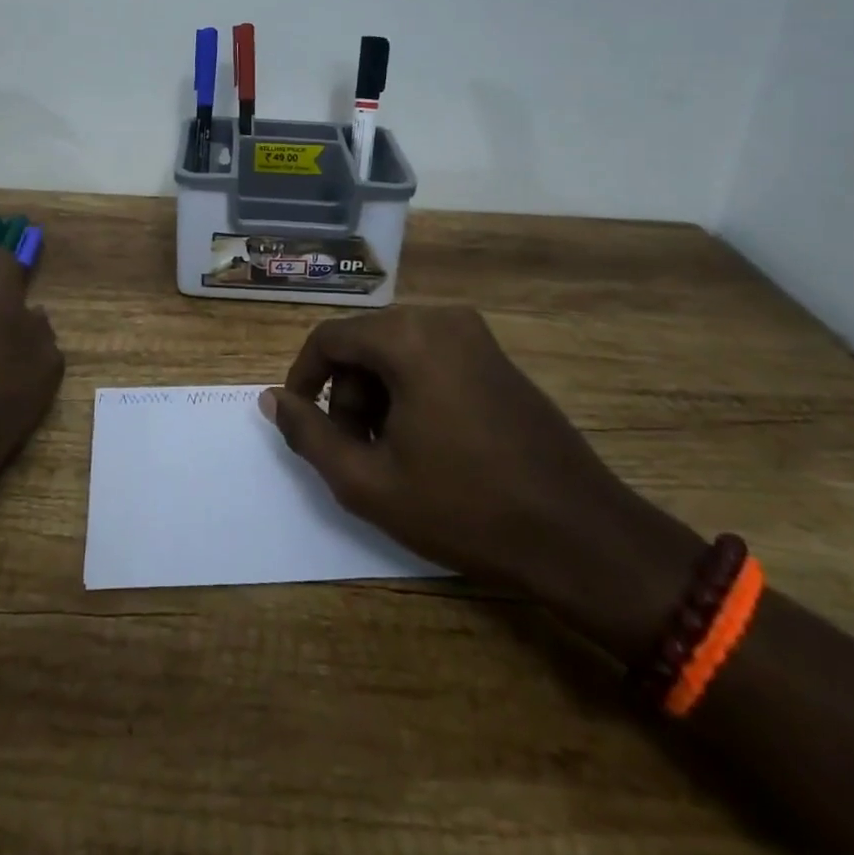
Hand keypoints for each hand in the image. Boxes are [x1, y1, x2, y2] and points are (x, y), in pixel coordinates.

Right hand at [262, 306, 698, 653]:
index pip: (328, 339)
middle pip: (363, 344)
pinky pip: (430, 358)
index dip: (303, 380)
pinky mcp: (496, 356)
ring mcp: (474, 334)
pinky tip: (426, 443)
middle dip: (346, 395)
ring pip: (395, 351)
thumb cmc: (466, 508)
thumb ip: (309, 435)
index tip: (301, 424)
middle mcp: (440, 318)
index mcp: (408, 337)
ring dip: (377, 396)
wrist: (580, 535)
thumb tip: (273, 400)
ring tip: (390, 455)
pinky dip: (411, 392)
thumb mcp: (368, 481)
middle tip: (355, 452)